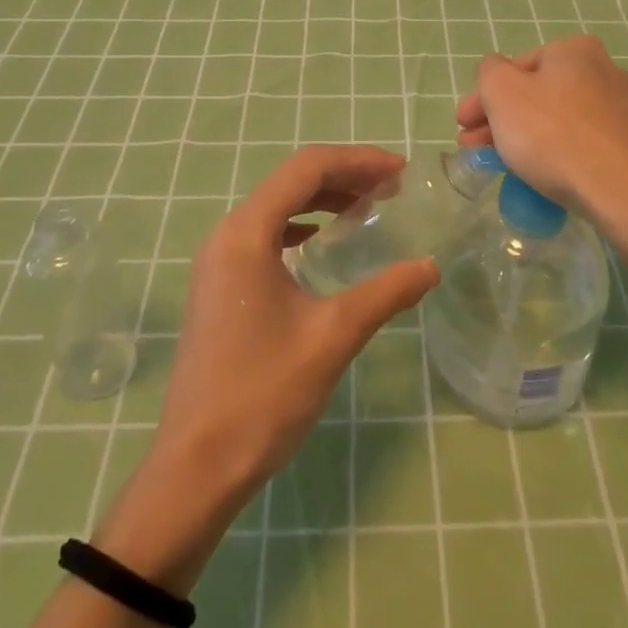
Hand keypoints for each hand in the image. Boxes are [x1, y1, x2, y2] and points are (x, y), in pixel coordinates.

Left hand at [151, 146, 439, 509]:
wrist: (196, 466)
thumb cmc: (263, 394)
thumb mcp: (333, 337)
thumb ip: (385, 293)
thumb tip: (430, 266)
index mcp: (246, 233)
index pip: (306, 169)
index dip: (357, 161)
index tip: (400, 170)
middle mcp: (226, 233)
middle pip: (290, 181)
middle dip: (343, 176)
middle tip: (391, 187)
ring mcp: (217, 259)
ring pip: (276, 206)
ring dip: (322, 199)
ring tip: (367, 207)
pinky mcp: (218, 284)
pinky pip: (264, 234)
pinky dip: (300, 226)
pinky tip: (323, 243)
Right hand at [457, 36, 627, 254]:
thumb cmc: (556, 137)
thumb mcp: (503, 94)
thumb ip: (489, 72)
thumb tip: (496, 71)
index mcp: (574, 50)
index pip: (514, 67)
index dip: (481, 98)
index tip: (462, 128)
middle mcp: (605, 70)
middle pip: (537, 94)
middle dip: (502, 121)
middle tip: (476, 151)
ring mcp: (626, 109)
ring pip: (559, 119)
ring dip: (527, 138)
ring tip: (506, 168)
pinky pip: (584, 144)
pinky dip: (559, 155)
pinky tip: (547, 179)